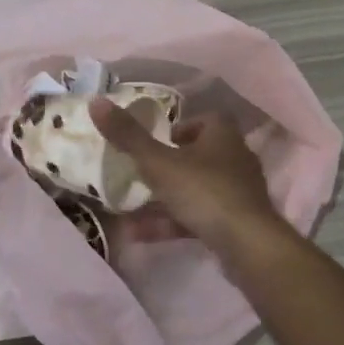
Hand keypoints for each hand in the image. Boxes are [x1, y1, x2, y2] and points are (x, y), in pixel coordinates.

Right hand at [90, 99, 282, 252]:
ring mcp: (238, 191)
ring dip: (166, 199)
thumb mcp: (158, 163)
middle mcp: (235, 157)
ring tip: (130, 210)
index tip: (155, 142)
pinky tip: (140, 236)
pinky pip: (200, 216)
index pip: (204, 119)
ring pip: (197, 189)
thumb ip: (128, 136)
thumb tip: (96, 101)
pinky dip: (173, 222)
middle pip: (200, 155)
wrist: (247, 243)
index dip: (179, 128)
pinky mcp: (237, 221)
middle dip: (170, 165)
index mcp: (223, 134)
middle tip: (141, 174)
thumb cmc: (203, 191)